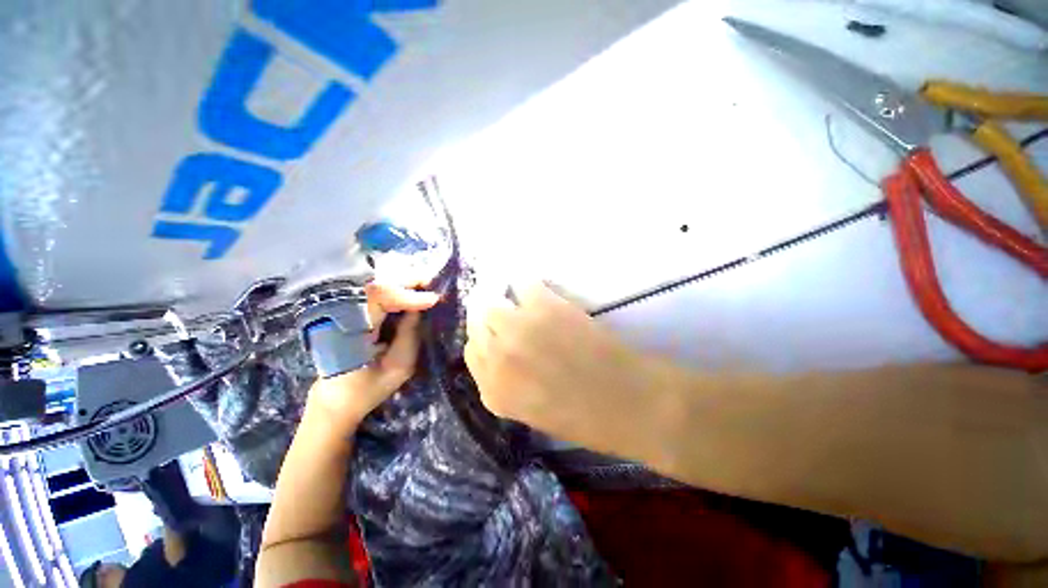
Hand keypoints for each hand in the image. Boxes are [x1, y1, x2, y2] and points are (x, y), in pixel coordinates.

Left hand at [306, 282, 438, 430]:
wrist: (337, 397)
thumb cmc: (368, 388)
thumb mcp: (398, 367)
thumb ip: (410, 335)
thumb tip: (424, 306)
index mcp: (349, 332)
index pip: (376, 299)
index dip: (406, 296)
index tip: (433, 299)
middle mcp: (341, 315)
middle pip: (376, 286)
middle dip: (407, 284)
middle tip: (434, 285)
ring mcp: (342, 312)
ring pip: (376, 287)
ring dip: (403, 286)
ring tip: (426, 288)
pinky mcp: (349, 312)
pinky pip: (375, 294)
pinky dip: (396, 291)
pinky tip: (412, 294)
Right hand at [465, 282, 663, 457]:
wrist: (630, 402)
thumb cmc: (586, 417)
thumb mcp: (532, 410)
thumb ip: (508, 382)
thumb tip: (502, 350)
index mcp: (493, 391)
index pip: (472, 350)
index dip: (485, 337)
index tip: (497, 331)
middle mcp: (498, 357)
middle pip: (478, 321)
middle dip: (493, 317)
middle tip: (511, 313)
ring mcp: (519, 329)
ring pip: (493, 301)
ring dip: (507, 301)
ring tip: (526, 302)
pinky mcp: (544, 307)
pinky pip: (523, 283)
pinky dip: (530, 285)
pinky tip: (543, 293)